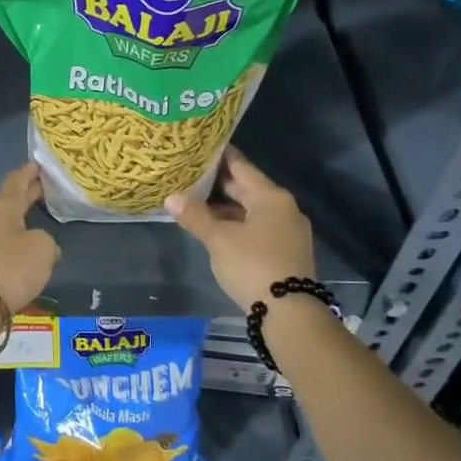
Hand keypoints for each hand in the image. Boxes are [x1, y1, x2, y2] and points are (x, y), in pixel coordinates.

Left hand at [0, 164, 60, 316]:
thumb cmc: (12, 269)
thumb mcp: (42, 249)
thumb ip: (45, 240)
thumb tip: (38, 244)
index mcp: (4, 209)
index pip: (17, 183)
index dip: (28, 174)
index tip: (36, 164)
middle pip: (5, 201)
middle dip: (23, 193)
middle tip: (38, 186)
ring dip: (4, 215)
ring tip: (12, 209)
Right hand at [166, 149, 316, 308]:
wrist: (290, 313)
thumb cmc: (253, 265)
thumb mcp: (219, 239)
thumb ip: (195, 216)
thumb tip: (171, 198)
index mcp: (271, 197)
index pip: (241, 167)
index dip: (220, 157)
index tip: (201, 147)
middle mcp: (283, 209)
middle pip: (247, 189)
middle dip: (219, 184)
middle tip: (190, 173)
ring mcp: (287, 232)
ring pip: (251, 210)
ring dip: (226, 207)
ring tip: (196, 201)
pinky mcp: (286, 252)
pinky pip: (256, 228)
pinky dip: (236, 224)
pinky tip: (215, 229)